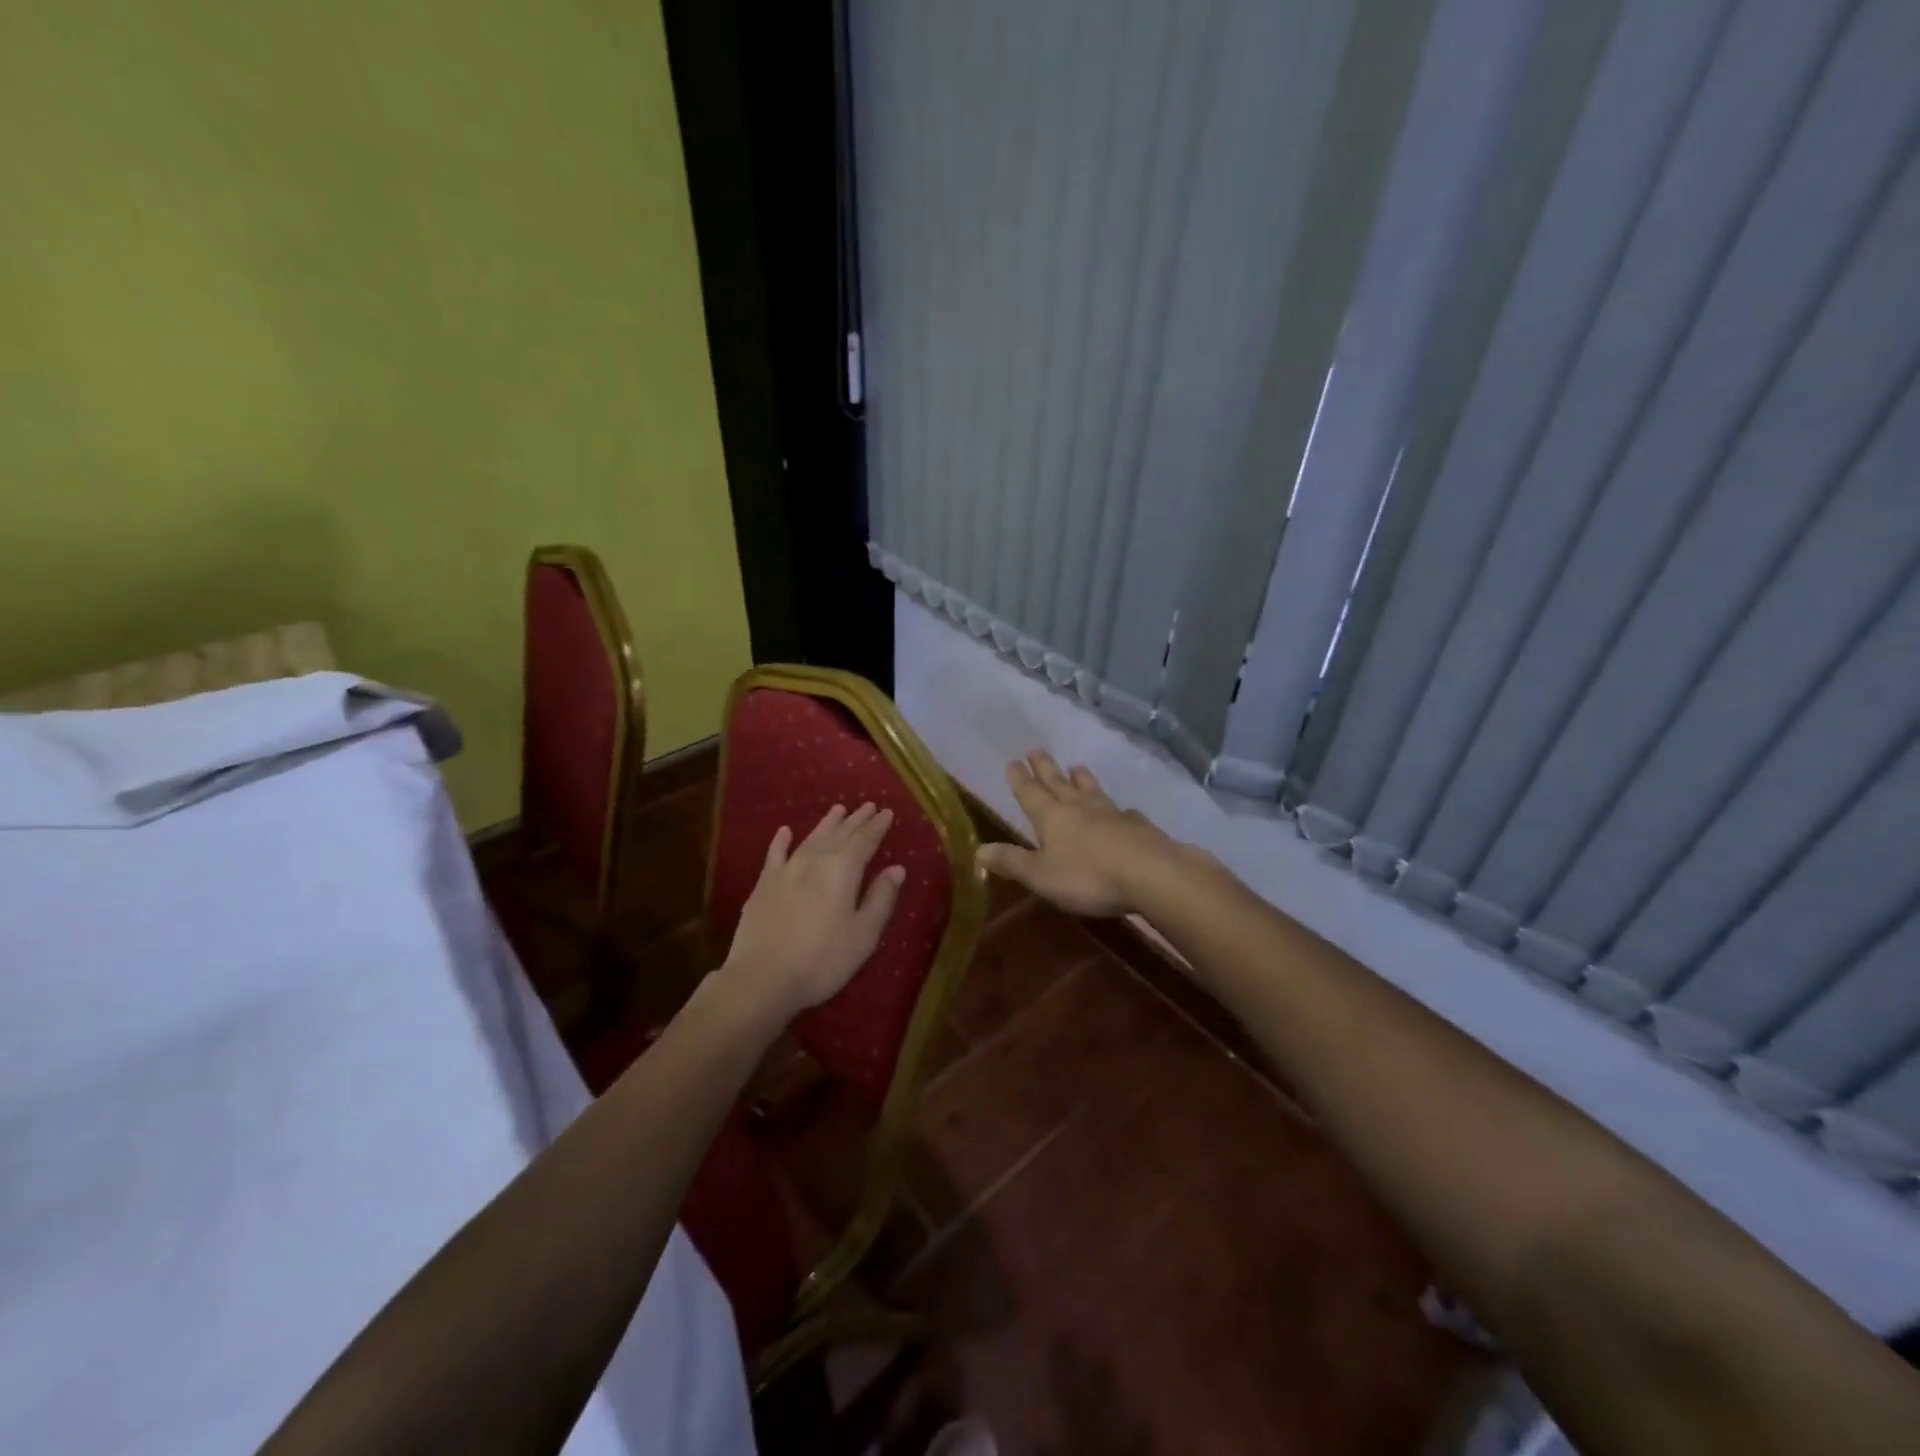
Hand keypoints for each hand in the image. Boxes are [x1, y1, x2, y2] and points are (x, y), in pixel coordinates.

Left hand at [717, 802, 906, 1023]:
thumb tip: (896, 868)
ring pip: (811, 838)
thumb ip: (881, 898)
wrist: (762, 977)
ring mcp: (785, 871)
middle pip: (839, 834)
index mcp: (842, 870)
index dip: (877, 826)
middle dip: (855, 820)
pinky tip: (785, 831)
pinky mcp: (763, 885)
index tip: (887, 812)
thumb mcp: (863, 934)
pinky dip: (781, 841)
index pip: (864, 840)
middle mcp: (814, 861)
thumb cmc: (822, 959)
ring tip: (838, 809)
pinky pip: (775, 855)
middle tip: (868, 806)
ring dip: (826, 824)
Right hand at [976, 752, 1177, 916]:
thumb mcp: (1040, 875)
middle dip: (1045, 768)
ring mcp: (1112, 813)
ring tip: (1076, 765)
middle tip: (1036, 749)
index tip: (1012, 761)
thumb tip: (978, 849)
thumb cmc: (1088, 876)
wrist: (1150, 873)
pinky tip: (1122, 809)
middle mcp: (1080, 807)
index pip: (1030, 793)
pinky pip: (1122, 811)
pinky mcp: (1138, 826)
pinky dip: (1117, 808)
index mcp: (1052, 817)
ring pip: (1091, 790)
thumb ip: (1011, 861)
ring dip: (1081, 778)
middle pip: (1058, 783)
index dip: (1019, 779)